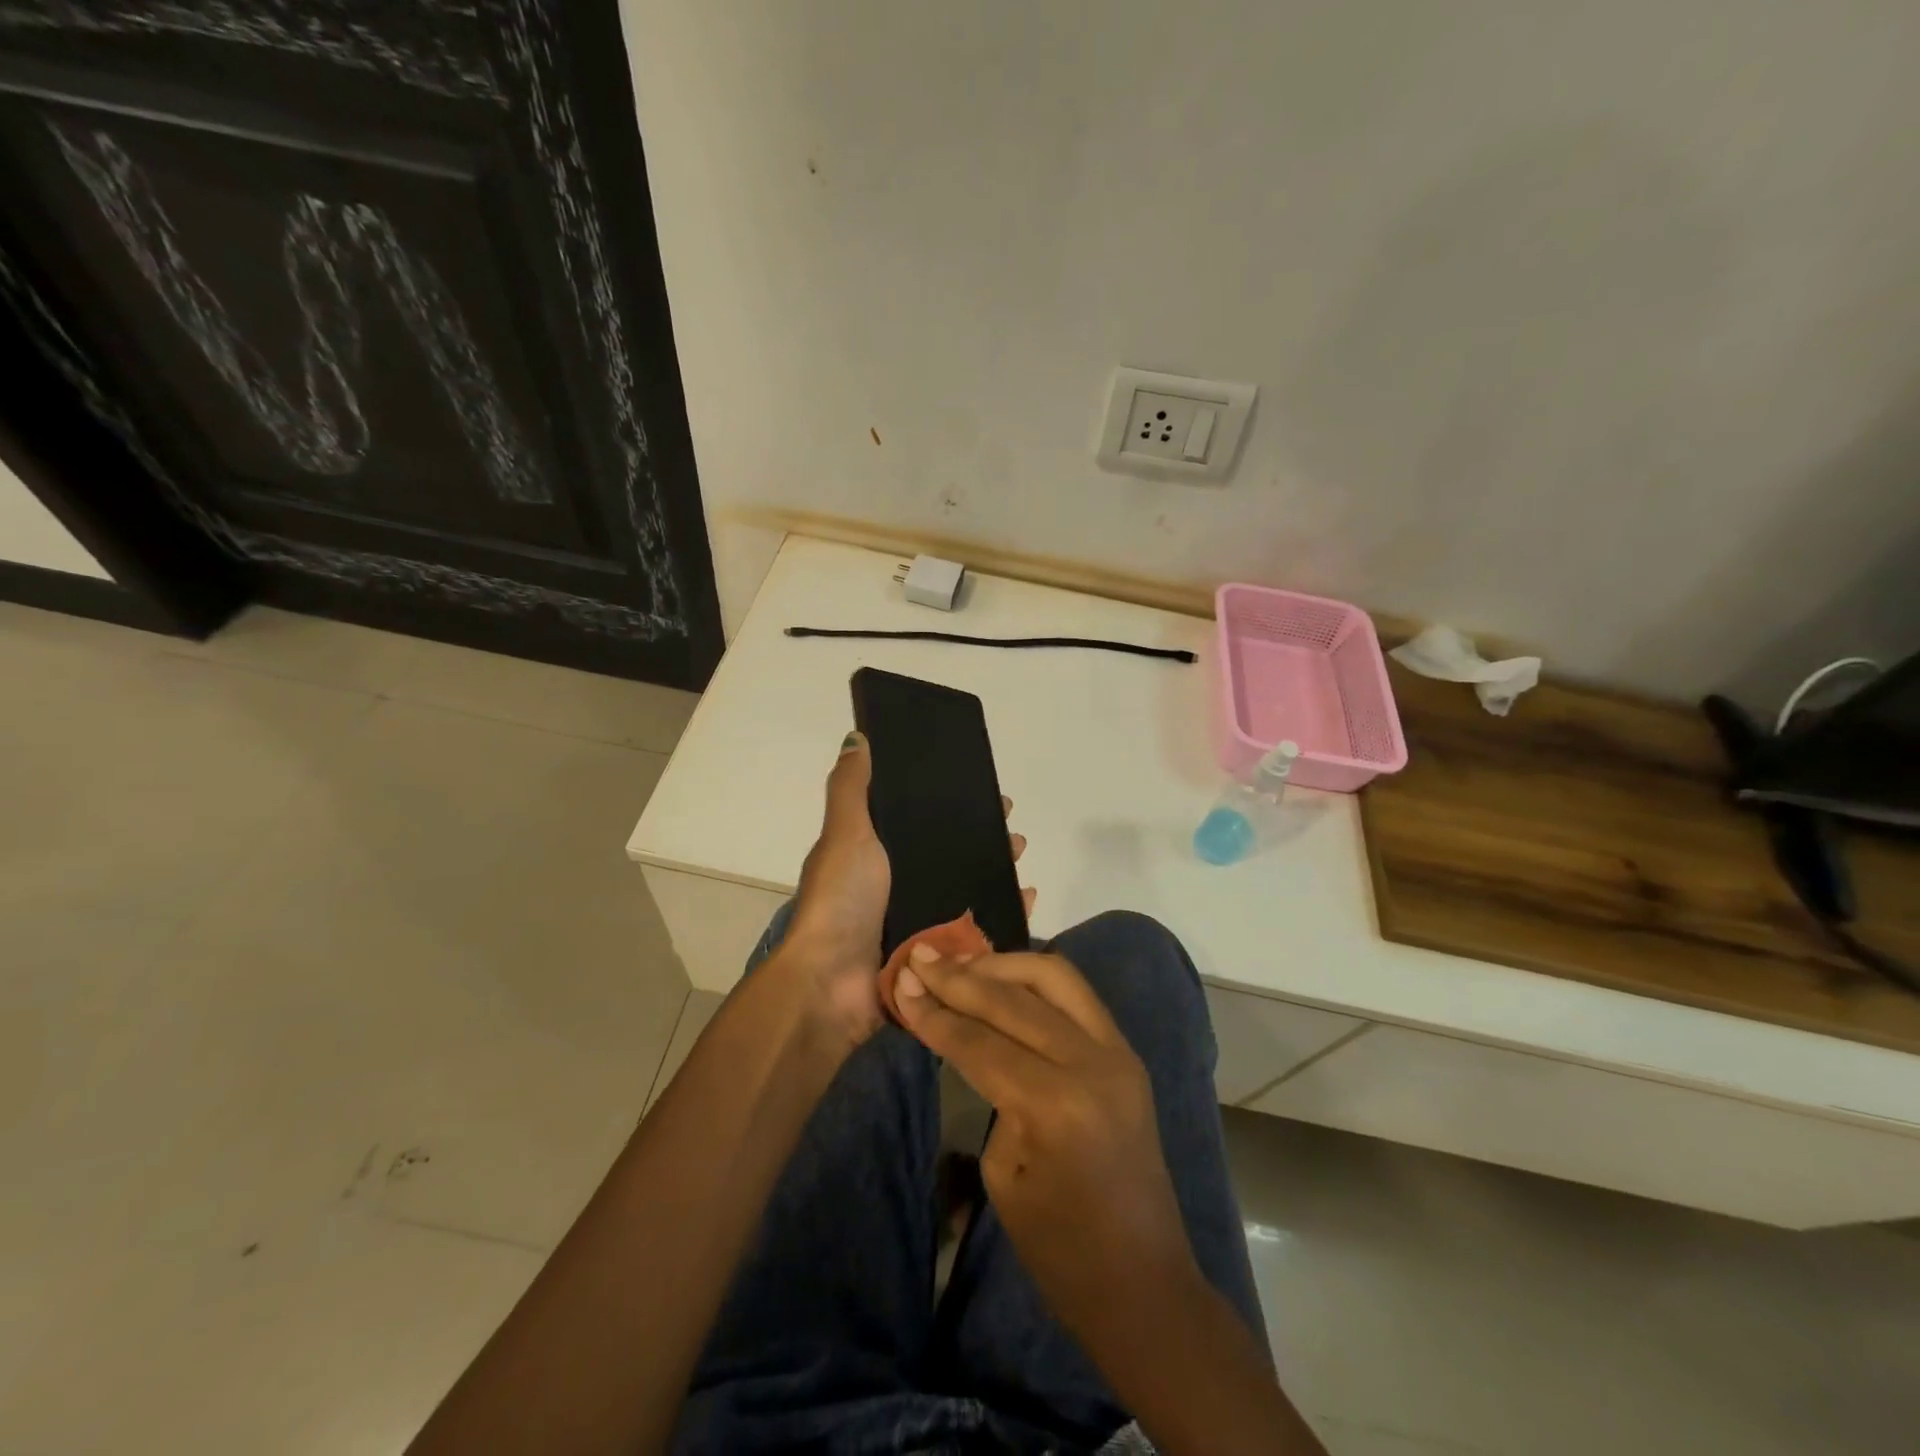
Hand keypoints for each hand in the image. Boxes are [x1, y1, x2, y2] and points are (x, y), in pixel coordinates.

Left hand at [780, 733, 1037, 1050]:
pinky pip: (977, 929)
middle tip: (1015, 831)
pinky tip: (1026, 899)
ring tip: (1022, 858)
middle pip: (952, 856)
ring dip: (997, 872)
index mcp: (875, 856)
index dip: (954, 805)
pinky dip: (1003, 913)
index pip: (923, 821)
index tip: (986, 793)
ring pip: (968, 890)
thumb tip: (857, 737)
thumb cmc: (841, 901)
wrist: (831, 984)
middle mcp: (897, 887)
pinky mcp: (935, 954)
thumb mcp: (845, 834)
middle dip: (985, 840)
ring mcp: (918, 922)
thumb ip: (851, 789)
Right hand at [891, 947, 1195, 1340]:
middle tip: (920, 960)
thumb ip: (989, 1091)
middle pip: (1013, 999)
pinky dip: (1034, 980)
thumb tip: (968, 1035)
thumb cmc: (1060, 1249)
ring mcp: (1118, 1052)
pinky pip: (1077, 995)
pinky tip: (1003, 979)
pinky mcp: (1128, 1053)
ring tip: (960, 965)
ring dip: (1002, 965)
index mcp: (1054, 1104)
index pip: (980, 1041)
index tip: (900, 982)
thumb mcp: (1003, 1174)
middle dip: (960, 978)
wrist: (1143, 1283)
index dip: (934, 1011)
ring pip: (1054, 977)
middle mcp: (1091, 1063)